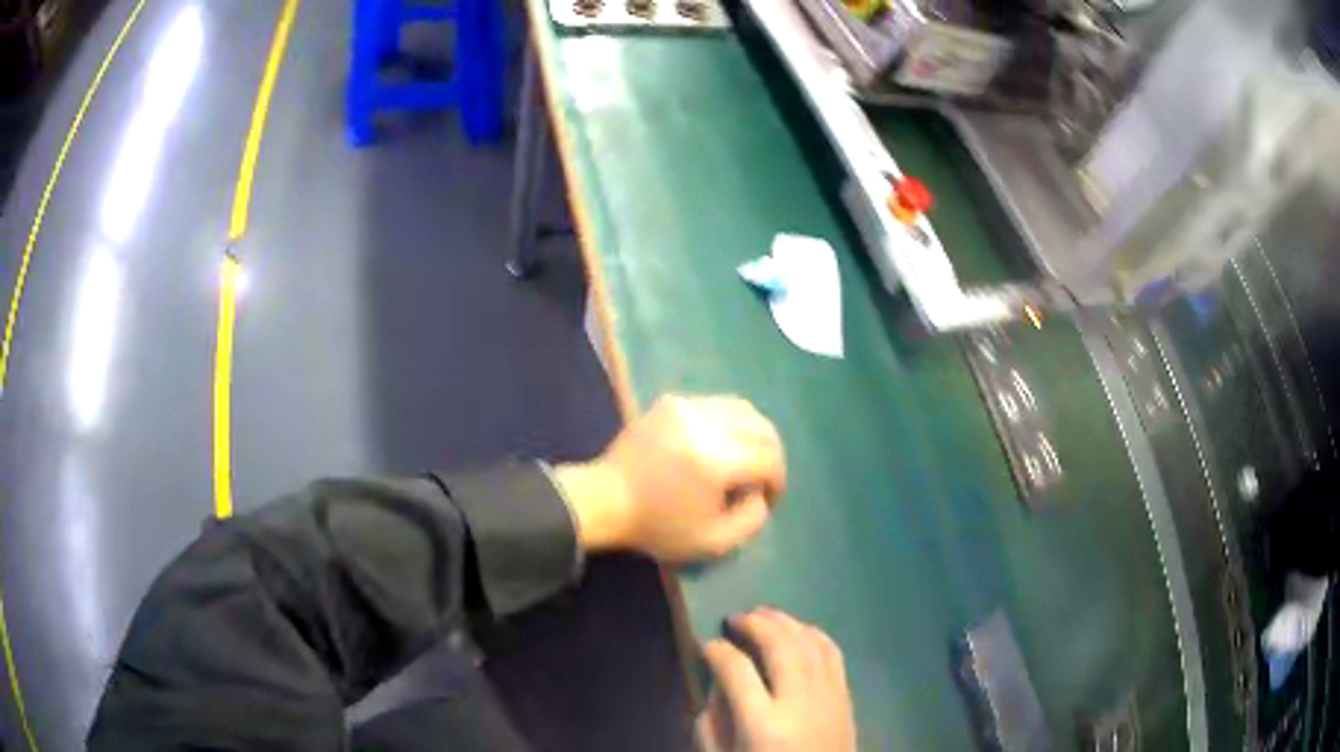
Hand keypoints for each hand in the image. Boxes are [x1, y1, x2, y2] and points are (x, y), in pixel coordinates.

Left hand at [553, 394, 785, 559]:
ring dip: (752, 435)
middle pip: (761, 427)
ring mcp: (685, 406)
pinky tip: (720, 445)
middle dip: (770, 454)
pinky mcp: (670, 402)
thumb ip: (751, 520)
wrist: (604, 500)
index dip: (778, 480)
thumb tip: (760, 493)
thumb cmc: (656, 527)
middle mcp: (704, 424)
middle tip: (762, 478)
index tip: (767, 499)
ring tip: (745, 460)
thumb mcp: (712, 542)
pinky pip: (716, 404)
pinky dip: (729, 423)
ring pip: (742, 409)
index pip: (769, 458)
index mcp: (715, 460)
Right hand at [699, 609, 855, 751]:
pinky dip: (815, 634)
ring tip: (763, 613)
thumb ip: (711, 723)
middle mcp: (800, 704)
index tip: (706, 644)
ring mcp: (829, 698)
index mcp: (763, 725)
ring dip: (786, 622)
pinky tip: (800, 629)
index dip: (717, 651)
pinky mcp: (846, 699)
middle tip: (735, 616)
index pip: (736, 671)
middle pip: (781, 647)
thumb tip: (717, 684)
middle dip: (756, 624)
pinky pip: (834, 655)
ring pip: (810, 644)